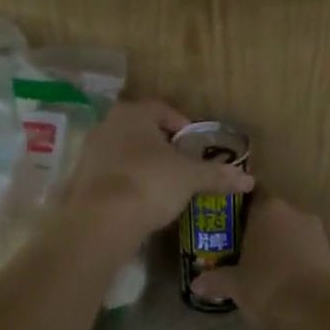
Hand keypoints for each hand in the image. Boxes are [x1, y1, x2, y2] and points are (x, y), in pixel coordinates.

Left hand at [64, 100, 254, 243]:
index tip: (196, 147)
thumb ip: (217, 175)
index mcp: (133, 113)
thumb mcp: (190, 178)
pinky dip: (127, 182)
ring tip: (165, 187)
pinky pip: (111, 174)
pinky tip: (141, 202)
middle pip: (142, 130)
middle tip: (183, 166)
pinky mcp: (80, 178)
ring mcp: (90, 151)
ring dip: (144, 165)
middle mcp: (108, 124)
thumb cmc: (150, 182)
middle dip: (163, 146)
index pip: (163, 109)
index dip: (184, 126)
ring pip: (125, 152)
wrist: (101, 220)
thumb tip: (249, 179)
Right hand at [190, 196, 329, 329]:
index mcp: (269, 208)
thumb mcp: (235, 285)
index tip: (223, 217)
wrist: (320, 314)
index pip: (251, 192)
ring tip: (256, 266)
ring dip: (275, 245)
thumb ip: (215, 280)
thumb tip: (195, 284)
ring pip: (289, 232)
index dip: (237, 204)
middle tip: (234, 246)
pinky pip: (303, 250)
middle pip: (270, 213)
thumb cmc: (269, 287)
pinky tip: (279, 280)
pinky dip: (292, 260)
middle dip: (255, 228)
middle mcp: (294, 212)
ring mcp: (316, 233)